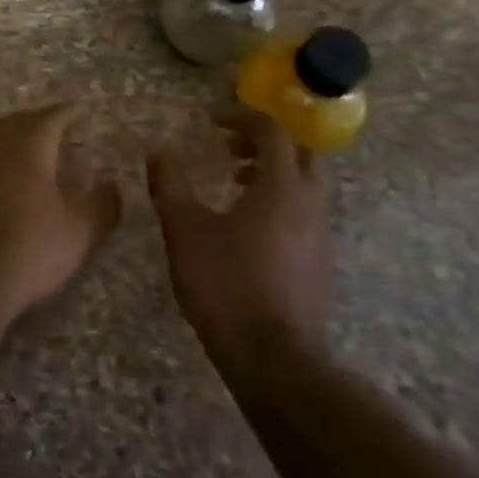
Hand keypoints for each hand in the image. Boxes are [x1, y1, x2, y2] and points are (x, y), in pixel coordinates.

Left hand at [0, 104, 121, 318]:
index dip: (65, 114)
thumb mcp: (81, 230)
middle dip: (36, 120)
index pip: (49, 119)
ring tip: (28, 146)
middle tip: (53, 124)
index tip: (77, 111)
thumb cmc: (34, 246)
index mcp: (29, 148)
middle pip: (16, 123)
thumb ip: (102, 204)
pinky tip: (3, 178)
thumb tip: (114, 185)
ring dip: (11, 137)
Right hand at [147, 108, 332, 368]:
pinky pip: (304, 214)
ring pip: (304, 185)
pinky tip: (246, 227)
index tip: (211, 120)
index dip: (241, 116)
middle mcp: (310, 205)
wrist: (274, 361)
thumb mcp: (184, 230)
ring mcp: (321, 237)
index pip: (273, 131)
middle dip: (264, 141)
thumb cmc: (226, 285)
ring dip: (271, 172)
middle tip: (229, 146)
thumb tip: (157, 154)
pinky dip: (278, 202)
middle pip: (300, 152)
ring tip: (233, 183)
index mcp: (282, 187)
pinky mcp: (320, 265)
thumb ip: (170, 186)